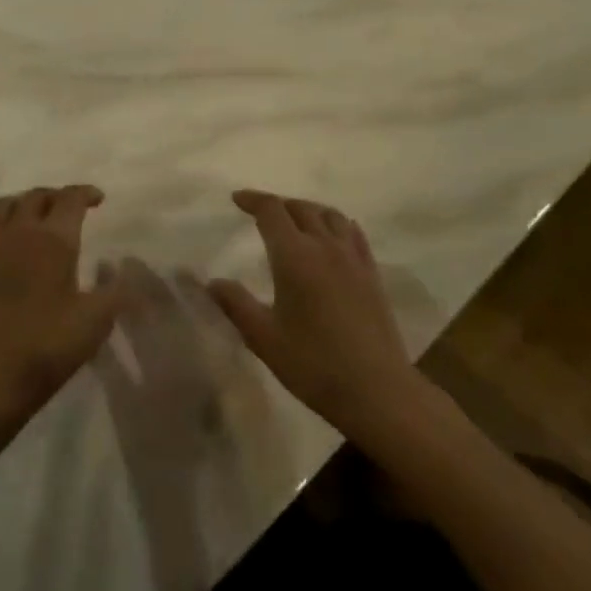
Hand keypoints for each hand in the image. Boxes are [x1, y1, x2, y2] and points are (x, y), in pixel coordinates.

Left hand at [0, 186, 121, 430]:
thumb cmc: (47, 346)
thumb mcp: (95, 322)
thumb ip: (117, 291)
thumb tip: (129, 268)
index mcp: (53, 239)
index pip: (69, 199)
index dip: (85, 193)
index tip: (99, 199)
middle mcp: (21, 232)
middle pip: (38, 196)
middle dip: (59, 195)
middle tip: (74, 207)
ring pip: (9, 203)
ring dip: (28, 201)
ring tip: (43, 216)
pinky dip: (4, 218)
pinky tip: (14, 237)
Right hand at [206, 190, 422, 444]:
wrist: (378, 390)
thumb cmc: (314, 364)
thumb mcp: (263, 337)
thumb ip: (235, 304)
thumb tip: (212, 282)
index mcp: (294, 256)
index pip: (271, 211)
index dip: (252, 199)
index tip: (236, 199)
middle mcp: (325, 246)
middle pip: (301, 208)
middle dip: (278, 204)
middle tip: (260, 213)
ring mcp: (353, 258)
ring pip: (330, 215)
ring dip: (308, 210)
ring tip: (295, 221)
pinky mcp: (372, 274)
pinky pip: (353, 233)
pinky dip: (337, 224)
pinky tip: (333, 237)